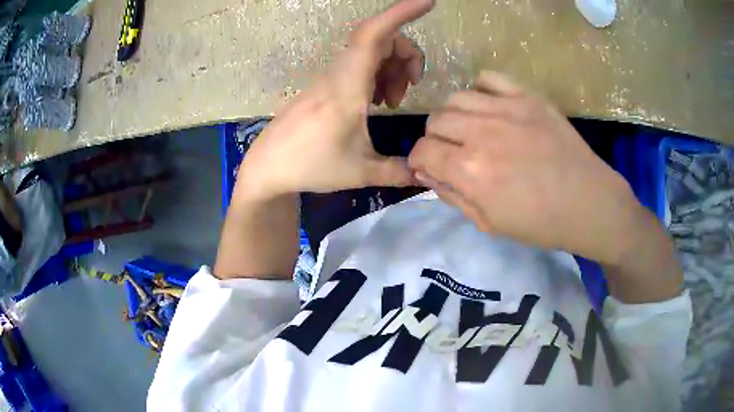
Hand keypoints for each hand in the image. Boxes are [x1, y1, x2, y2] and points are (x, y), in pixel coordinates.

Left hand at [234, 0, 433, 201]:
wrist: (269, 166)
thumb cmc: (310, 165)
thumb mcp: (361, 173)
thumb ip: (398, 171)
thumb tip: (426, 173)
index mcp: (347, 86)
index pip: (373, 35)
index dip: (400, 13)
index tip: (427, 2)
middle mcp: (338, 73)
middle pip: (379, 39)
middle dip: (406, 54)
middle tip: (411, 86)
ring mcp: (330, 77)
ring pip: (369, 51)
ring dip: (391, 66)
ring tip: (393, 100)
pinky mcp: (326, 84)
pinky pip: (358, 64)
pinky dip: (377, 74)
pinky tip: (377, 100)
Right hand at [408, 72, 647, 264]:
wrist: (588, 202)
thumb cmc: (540, 223)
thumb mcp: (488, 223)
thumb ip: (452, 195)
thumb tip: (426, 172)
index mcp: (470, 170)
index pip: (422, 152)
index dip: (419, 161)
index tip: (428, 167)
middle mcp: (481, 133)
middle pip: (435, 121)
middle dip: (435, 140)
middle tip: (452, 152)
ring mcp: (506, 109)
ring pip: (455, 98)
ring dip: (454, 116)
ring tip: (470, 129)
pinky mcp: (527, 97)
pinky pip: (488, 79)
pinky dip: (480, 91)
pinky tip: (490, 108)